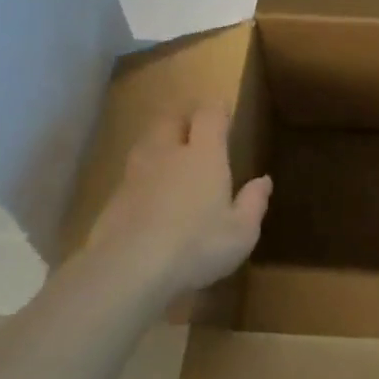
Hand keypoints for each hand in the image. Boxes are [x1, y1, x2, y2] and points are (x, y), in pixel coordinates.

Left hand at [83, 107, 271, 296]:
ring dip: (159, 142)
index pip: (209, 115)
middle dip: (183, 118)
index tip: (224, 112)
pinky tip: (149, 193)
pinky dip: (143, 175)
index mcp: (203, 154)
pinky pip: (132, 173)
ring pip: (147, 143)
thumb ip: (253, 203)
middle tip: (195, 128)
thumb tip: (264, 180)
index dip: (217, 109)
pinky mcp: (114, 197)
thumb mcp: (240, 232)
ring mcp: (136, 173)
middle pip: (171, 120)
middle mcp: (168, 153)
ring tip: (170, 155)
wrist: (128, 268)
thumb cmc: (196, 246)